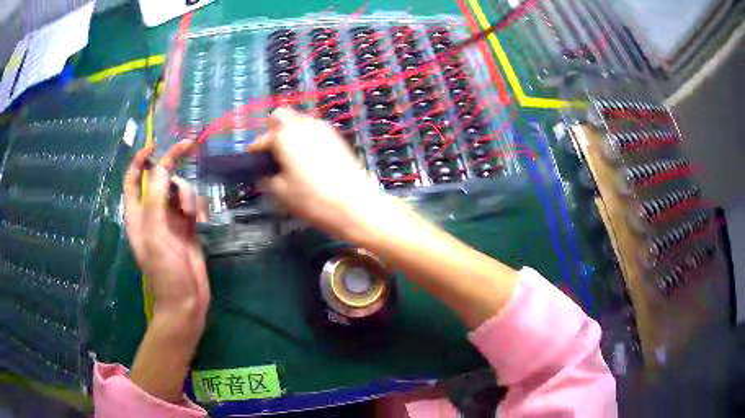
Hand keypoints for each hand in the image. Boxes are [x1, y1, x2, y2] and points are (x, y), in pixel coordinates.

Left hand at [123, 140, 209, 334]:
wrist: (186, 300)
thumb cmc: (164, 269)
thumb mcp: (155, 232)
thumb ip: (156, 197)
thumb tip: (163, 166)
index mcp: (137, 213)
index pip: (133, 178)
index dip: (141, 158)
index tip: (156, 143)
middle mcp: (152, 212)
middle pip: (160, 178)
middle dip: (172, 168)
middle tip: (190, 146)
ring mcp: (170, 219)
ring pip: (179, 189)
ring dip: (188, 195)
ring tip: (192, 216)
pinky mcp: (187, 227)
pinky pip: (192, 204)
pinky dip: (197, 207)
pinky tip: (201, 222)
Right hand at [248, 108, 392, 240]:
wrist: (355, 205)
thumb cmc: (313, 199)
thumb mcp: (280, 192)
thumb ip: (267, 177)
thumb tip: (265, 173)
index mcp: (285, 136)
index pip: (261, 139)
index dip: (254, 152)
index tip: (252, 163)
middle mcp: (304, 125)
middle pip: (281, 116)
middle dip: (272, 132)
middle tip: (272, 154)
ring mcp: (323, 128)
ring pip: (299, 121)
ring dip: (290, 133)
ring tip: (290, 159)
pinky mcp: (337, 137)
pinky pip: (314, 130)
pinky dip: (306, 138)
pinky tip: (308, 160)